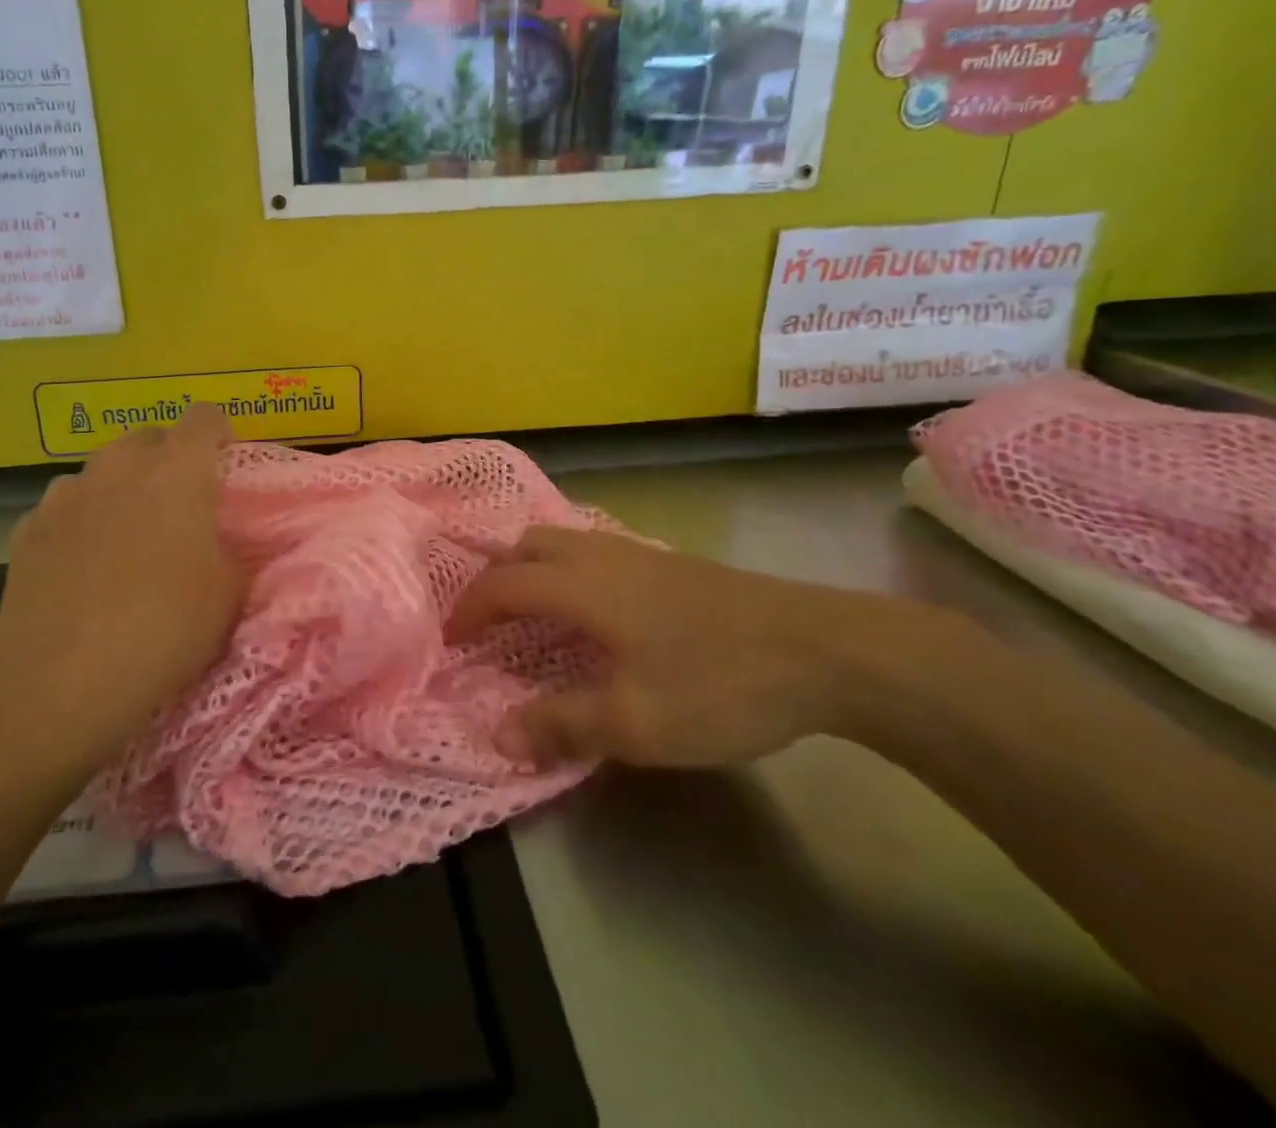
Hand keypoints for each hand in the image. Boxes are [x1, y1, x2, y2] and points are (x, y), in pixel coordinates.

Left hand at [0, 406, 243, 777]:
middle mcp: (118, 466)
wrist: (64, 679)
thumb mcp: (228, 593)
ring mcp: (65, 494)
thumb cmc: (165, 626)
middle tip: (178, 506)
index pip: (204, 417)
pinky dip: (79, 525)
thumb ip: (229, 551)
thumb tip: (215, 544)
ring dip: (120, 491)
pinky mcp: (27, 529)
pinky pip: (64, 510)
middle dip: (167, 461)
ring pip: (102, 473)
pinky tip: (81, 569)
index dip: (218, 432)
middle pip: (148, 439)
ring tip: (125, 539)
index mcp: (177, 470)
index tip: (223, 458)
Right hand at [448, 527, 919, 769]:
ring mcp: (640, 554)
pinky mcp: (672, 564)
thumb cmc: (717, 683)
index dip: (469, 610)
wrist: (825, 650)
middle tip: (485, 621)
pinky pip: (595, 551)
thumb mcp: (633, 721)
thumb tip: (495, 734)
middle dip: (496, 577)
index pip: (503, 585)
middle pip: (527, 546)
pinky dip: (568, 569)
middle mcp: (601, 556)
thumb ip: (559, 725)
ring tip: (530, 612)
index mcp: (581, 585)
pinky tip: (593, 609)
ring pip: (563, 542)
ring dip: (532, 568)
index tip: (451, 641)